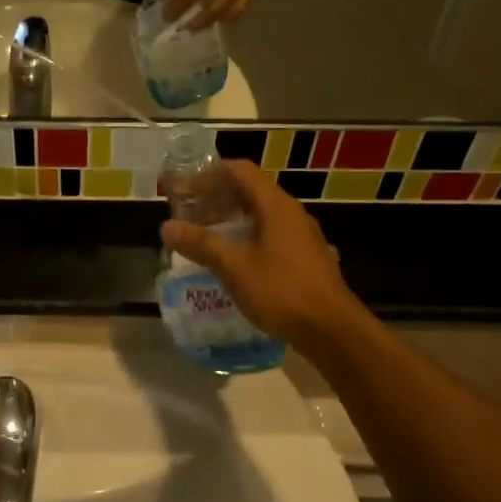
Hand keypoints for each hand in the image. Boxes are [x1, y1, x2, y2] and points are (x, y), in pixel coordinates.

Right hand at [160, 159, 361, 348]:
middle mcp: (291, 213)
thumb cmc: (282, 291)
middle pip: (251, 190)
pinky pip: (271, 235)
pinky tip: (233, 259)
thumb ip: (201, 244)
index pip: (241, 171)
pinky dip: (247, 236)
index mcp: (275, 206)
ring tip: (205, 233)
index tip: (184, 185)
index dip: (210, 172)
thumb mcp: (235, 267)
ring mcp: (302, 236)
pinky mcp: (305, 258)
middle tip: (189, 210)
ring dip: (232, 218)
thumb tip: (167, 227)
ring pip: (261, 214)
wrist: (333, 330)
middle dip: (217, 196)